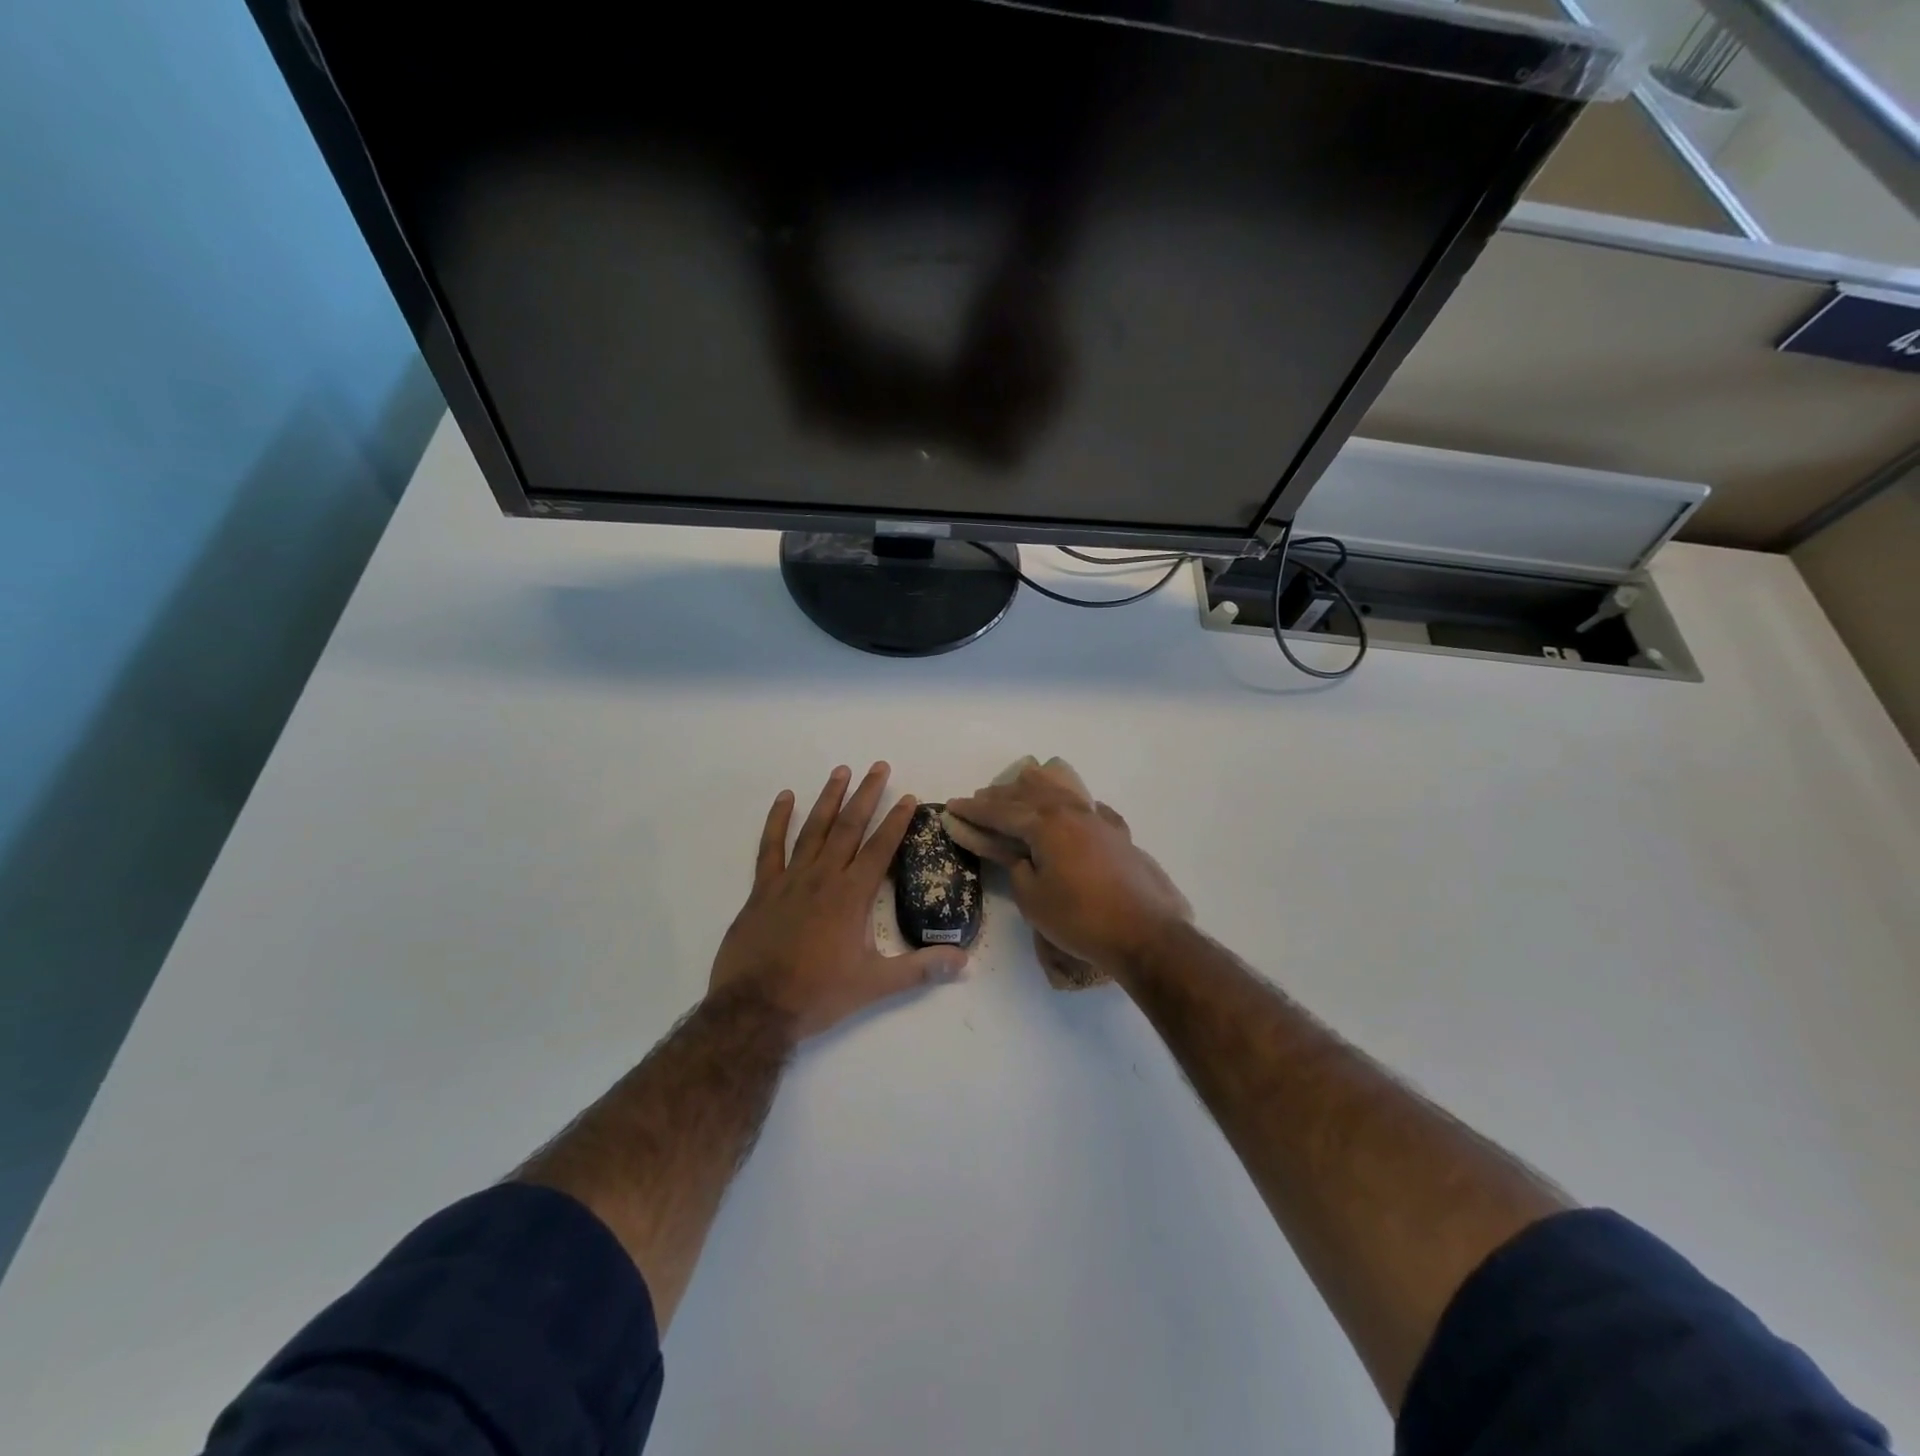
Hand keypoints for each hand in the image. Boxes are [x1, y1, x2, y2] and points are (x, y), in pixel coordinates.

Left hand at [710, 763, 968, 1039]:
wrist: (756, 1009)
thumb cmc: (818, 995)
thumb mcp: (876, 985)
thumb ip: (921, 968)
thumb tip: (965, 960)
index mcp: (851, 896)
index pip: (880, 848)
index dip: (896, 821)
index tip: (908, 796)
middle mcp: (823, 877)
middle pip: (848, 826)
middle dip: (866, 795)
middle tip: (878, 766)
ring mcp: (790, 880)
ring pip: (813, 828)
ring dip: (829, 798)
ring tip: (841, 770)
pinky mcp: (763, 889)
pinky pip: (770, 847)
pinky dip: (777, 820)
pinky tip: (785, 797)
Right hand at [946, 763, 1190, 982]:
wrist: (1145, 933)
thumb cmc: (1080, 919)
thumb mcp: (1033, 898)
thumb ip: (1016, 868)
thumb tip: (1015, 854)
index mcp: (1046, 824)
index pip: (1002, 812)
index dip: (975, 811)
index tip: (953, 806)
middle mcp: (1072, 812)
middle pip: (1031, 795)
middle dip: (1001, 796)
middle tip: (979, 799)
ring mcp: (1099, 821)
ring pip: (1062, 794)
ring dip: (1036, 792)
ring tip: (1020, 789)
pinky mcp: (1119, 836)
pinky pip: (1090, 810)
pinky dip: (1073, 805)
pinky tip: (1075, 808)